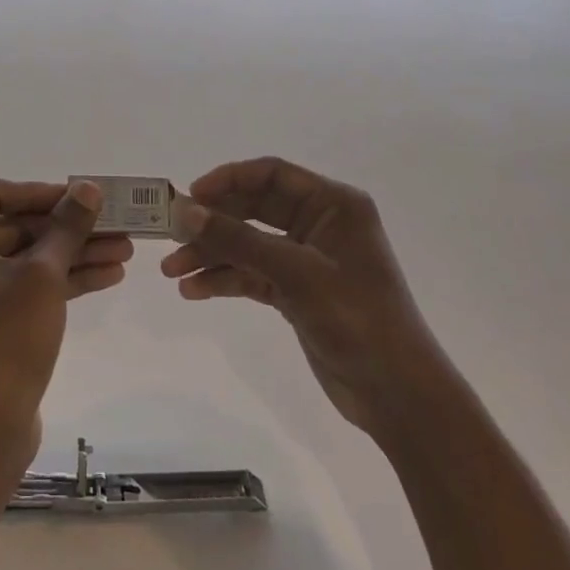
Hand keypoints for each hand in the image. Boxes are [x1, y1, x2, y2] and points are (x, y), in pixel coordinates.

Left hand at [0, 179, 132, 463]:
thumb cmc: (5, 340)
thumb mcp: (43, 275)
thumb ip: (67, 226)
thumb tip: (87, 187)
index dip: (39, 191)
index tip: (79, 196)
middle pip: (16, 226)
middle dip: (68, 227)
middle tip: (115, 223)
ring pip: (28, 257)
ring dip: (74, 253)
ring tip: (126, 249)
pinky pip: (27, 285)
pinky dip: (63, 280)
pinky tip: (109, 276)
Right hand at [162, 158, 434, 434]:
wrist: (398, 395)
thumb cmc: (357, 319)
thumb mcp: (296, 274)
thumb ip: (239, 240)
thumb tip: (186, 211)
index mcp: (333, 204)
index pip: (272, 174)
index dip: (228, 179)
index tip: (190, 197)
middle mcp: (319, 224)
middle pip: (254, 208)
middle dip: (213, 222)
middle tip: (171, 235)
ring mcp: (307, 259)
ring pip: (248, 244)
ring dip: (212, 254)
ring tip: (172, 272)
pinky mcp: (297, 291)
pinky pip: (252, 274)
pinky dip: (225, 280)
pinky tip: (194, 290)